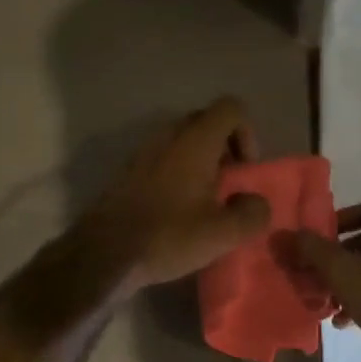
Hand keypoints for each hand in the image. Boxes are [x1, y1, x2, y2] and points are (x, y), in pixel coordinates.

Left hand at [77, 97, 272, 292]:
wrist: (104, 253)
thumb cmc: (168, 236)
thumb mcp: (223, 233)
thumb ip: (252, 213)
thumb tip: (256, 202)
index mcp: (195, 141)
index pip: (231, 108)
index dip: (247, 133)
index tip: (245, 169)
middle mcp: (169, 136)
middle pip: (206, 122)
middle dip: (225, 148)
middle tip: (229, 184)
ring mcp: (145, 151)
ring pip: (183, 141)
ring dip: (201, 162)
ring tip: (206, 200)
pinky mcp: (129, 171)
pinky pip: (164, 158)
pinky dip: (179, 173)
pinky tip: (179, 210)